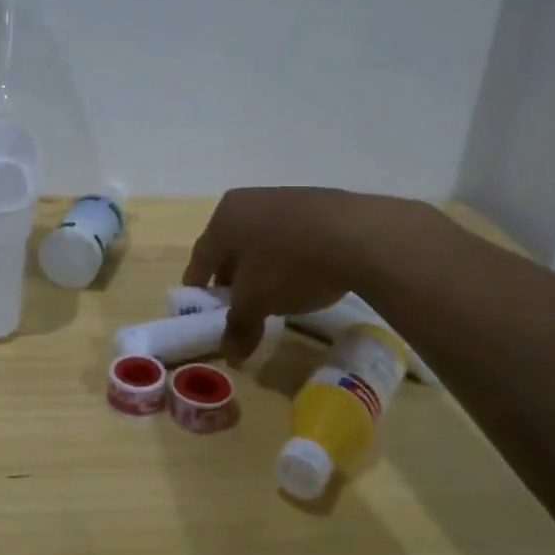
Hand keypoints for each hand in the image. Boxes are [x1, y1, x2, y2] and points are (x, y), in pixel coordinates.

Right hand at [183, 188, 367, 362]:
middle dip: (232, 280)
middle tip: (237, 309)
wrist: (356, 234)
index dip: (198, 287)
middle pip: (231, 248)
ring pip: (262, 242)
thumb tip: (231, 355)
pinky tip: (302, 280)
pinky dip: (289, 260)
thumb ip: (239, 325)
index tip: (200, 310)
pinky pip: (292, 238)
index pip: (200, 257)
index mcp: (224, 217)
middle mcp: (249, 201)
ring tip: (272, 298)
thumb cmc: (288, 263)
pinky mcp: (318, 206)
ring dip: (262, 270)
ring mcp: (285, 199)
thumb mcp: (257, 301)